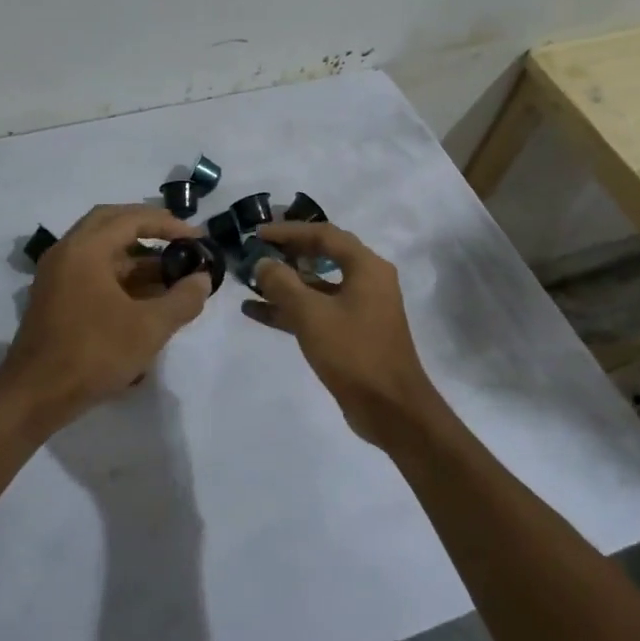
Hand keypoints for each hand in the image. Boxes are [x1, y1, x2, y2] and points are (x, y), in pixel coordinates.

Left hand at [0, 204, 211, 429]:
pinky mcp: (54, 298)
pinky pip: (92, 272)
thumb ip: (182, 299)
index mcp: (85, 249)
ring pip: (101, 251)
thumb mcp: (149, 328)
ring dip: (136, 257)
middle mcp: (66, 252)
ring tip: (171, 275)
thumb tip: (202, 279)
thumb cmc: (94, 354)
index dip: (168, 224)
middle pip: (111, 224)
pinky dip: (120, 276)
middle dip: (148, 229)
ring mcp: (56, 275)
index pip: (131, 218)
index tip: (197, 238)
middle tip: (179, 242)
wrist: (35, 395)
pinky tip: (146, 298)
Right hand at [242, 221, 438, 444]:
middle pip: (321, 255)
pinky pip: (317, 310)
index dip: (288, 231)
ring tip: (248, 281)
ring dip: (284, 283)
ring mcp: (360, 308)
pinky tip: (256, 311)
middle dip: (286, 254)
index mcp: (366, 267)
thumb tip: (262, 262)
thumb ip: (282, 283)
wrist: (391, 409)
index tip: (257, 234)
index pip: (323, 234)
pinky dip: (290, 309)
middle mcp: (367, 280)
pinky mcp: (351, 332)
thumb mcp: (311, 314)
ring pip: (316, 285)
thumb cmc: (354, 353)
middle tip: (254, 252)